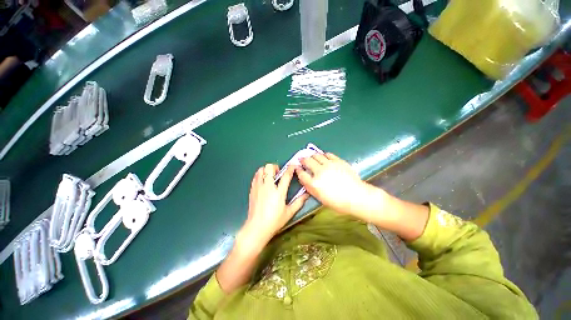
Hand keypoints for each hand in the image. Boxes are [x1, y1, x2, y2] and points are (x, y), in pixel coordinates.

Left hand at [238, 164, 308, 251]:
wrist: (256, 227)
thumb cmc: (274, 221)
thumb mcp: (289, 212)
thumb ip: (299, 202)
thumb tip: (307, 194)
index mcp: (279, 192)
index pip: (286, 176)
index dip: (290, 168)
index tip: (293, 166)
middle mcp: (268, 187)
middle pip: (269, 167)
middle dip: (275, 167)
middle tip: (278, 173)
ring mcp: (258, 187)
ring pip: (261, 170)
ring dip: (266, 170)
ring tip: (270, 177)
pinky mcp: (252, 190)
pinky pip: (255, 176)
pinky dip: (260, 175)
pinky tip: (263, 181)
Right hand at [296, 153, 389, 221]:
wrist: (356, 196)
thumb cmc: (338, 202)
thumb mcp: (320, 198)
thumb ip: (310, 188)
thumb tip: (304, 180)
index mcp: (315, 183)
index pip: (301, 173)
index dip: (297, 169)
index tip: (297, 167)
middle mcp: (320, 172)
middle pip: (307, 161)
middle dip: (302, 159)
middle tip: (301, 159)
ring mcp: (329, 165)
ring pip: (316, 155)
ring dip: (312, 156)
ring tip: (311, 157)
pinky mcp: (338, 161)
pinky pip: (328, 154)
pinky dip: (323, 155)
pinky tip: (323, 157)